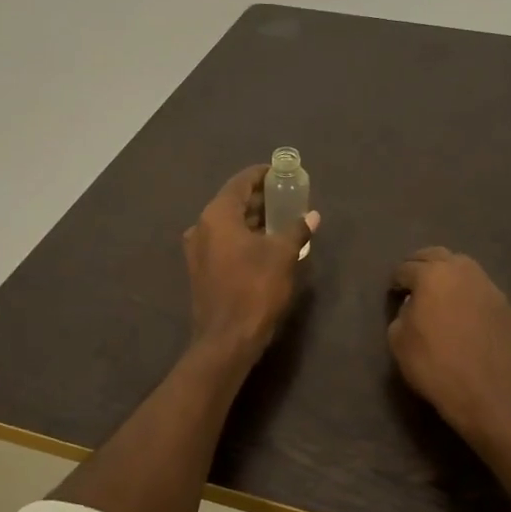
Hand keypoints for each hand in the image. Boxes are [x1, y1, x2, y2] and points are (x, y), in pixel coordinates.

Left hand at [184, 165, 316, 364]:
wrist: (227, 339)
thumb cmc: (255, 289)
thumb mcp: (283, 255)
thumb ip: (297, 230)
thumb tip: (312, 216)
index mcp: (217, 216)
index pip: (240, 182)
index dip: (261, 175)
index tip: (281, 172)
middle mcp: (201, 227)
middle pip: (232, 203)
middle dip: (260, 199)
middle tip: (287, 197)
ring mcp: (198, 251)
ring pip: (228, 225)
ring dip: (253, 220)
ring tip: (282, 220)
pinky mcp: (202, 271)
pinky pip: (225, 243)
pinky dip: (244, 238)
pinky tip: (266, 245)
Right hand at [388, 248, 510, 443]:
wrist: (491, 392)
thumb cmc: (436, 366)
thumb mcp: (399, 341)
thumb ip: (401, 314)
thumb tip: (413, 306)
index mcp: (432, 275)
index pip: (406, 268)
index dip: (396, 281)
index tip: (394, 294)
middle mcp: (462, 271)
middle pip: (436, 256)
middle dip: (421, 265)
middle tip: (413, 283)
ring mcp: (488, 286)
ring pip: (462, 268)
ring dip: (447, 275)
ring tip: (439, 295)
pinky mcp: (506, 304)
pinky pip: (480, 289)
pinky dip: (467, 293)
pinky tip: (463, 312)